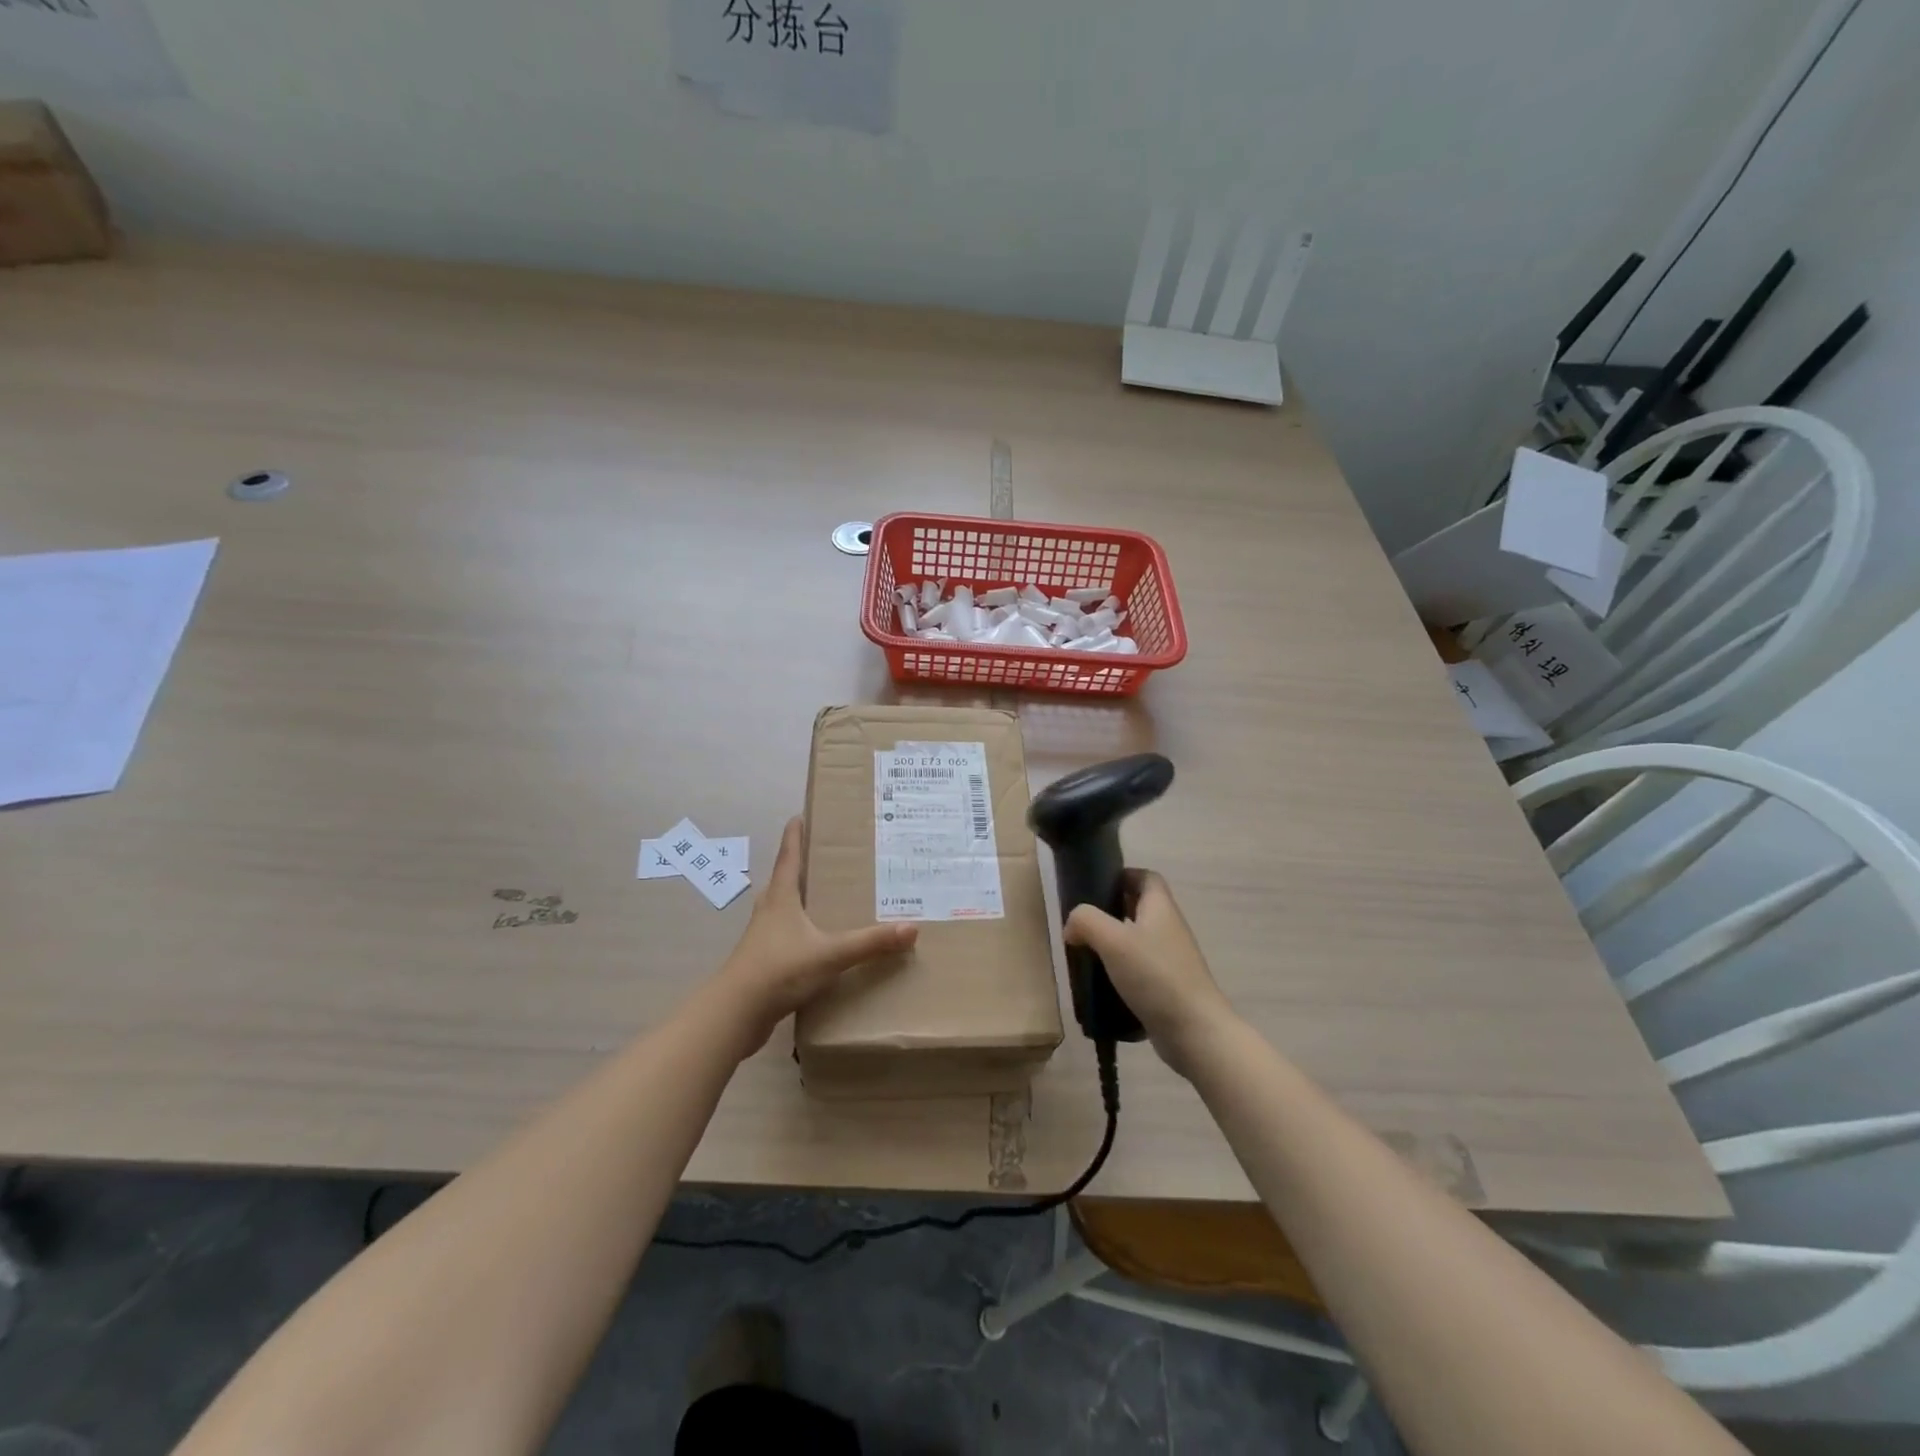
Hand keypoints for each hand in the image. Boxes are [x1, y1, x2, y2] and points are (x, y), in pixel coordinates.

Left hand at [712, 816, 917, 1054]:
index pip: (788, 857)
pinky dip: (800, 931)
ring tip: (823, 897)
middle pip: (783, 880)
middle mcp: (769, 911)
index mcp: (781, 898)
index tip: (799, 815)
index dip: (795, 835)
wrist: (735, 1014)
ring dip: (799, 900)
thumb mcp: (830, 954)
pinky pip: (785, 937)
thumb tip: (911, 928)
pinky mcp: (762, 962)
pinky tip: (816, 942)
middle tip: (823, 857)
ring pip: (782, 909)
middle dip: (800, 866)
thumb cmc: (779, 970)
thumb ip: (870, 943)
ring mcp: (762, 937)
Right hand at [1064, 871, 1236, 1077]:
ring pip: (1138, 940)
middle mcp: (1169, 928)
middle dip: (1110, 911)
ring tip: (1086, 954)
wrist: (1194, 1031)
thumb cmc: (1155, 975)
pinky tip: (1102, 985)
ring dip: (1113, 944)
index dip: (1123, 875)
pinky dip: (1121, 972)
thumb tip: (1072, 926)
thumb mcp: (1113, 940)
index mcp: (1161, 908)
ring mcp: (1171, 960)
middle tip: (1083, 923)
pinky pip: (1140, 969)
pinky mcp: (1168, 986)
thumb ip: (1086, 921)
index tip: (1095, 887)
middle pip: (1140, 908)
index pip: (1146, 877)